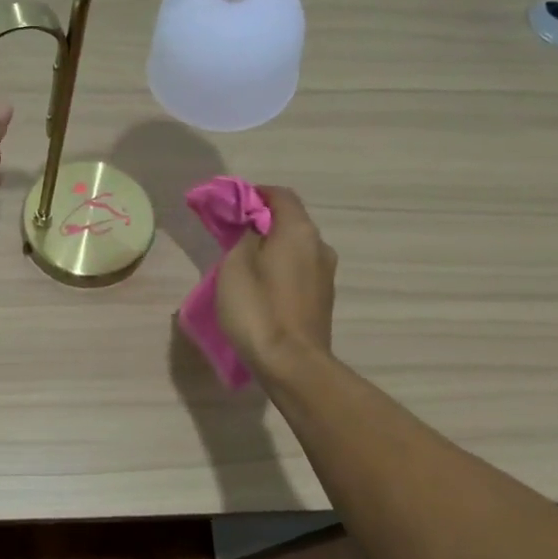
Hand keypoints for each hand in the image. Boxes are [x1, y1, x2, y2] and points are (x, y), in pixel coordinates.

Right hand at [215, 186, 336, 380]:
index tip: (231, 204)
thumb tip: (253, 228)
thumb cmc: (258, 309)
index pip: (280, 195)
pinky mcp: (322, 300)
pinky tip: (261, 287)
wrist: (292, 364)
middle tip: (233, 235)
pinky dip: (281, 269)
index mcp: (299, 231)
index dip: (255, 194)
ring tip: (244, 264)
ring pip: (296, 248)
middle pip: (291, 221)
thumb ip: (244, 237)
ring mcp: (326, 275)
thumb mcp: (235, 266)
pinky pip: (299, 271)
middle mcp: (320, 246)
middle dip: (263, 222)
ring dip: (272, 248)